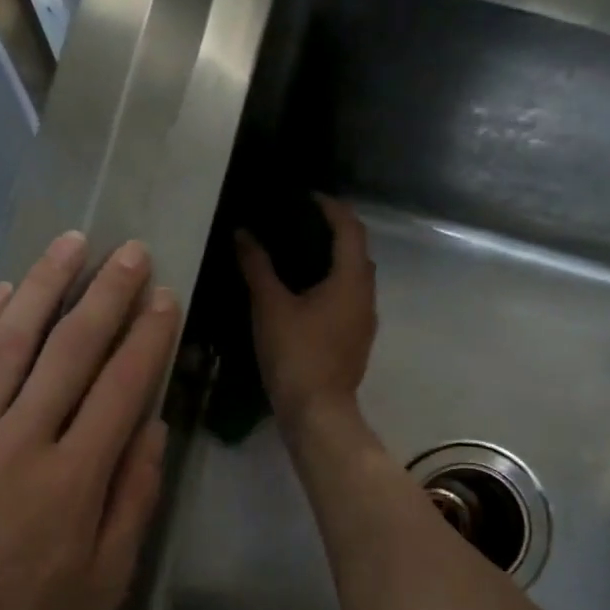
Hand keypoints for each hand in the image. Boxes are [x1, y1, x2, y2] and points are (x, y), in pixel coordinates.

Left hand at [0, 232, 180, 609]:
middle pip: (68, 351)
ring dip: (40, 289)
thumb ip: (132, 500)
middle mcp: (19, 444)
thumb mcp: (102, 586)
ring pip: (6, 345)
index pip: (120, 387)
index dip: (147, 337)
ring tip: (68, 246)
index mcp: (73, 481)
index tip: (164, 297)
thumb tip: (151, 427)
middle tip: (128, 252)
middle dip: (105, 296)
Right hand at [236, 195, 377, 431]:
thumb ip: (257, 266)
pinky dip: (331, 286)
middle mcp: (366, 295)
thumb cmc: (296, 354)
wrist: (317, 412)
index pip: (350, 228)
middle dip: (333, 232)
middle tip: (299, 224)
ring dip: (333, 261)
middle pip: (357, 251)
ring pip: (354, 278)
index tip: (306, 197)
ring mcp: (364, 320)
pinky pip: (348, 299)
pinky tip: (305, 294)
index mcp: (351, 279)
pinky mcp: (356, 340)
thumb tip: (243, 233)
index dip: (331, 207)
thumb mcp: (270, 306)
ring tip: (298, 256)